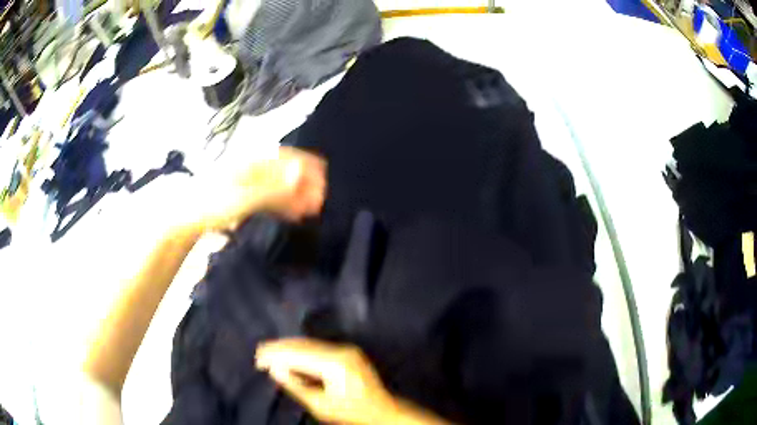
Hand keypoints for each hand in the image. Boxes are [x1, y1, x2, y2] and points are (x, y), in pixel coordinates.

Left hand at [185, 147, 325, 232]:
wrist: (188, 218)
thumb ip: (273, 189)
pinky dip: (283, 205)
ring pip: (278, 187)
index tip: (323, 177)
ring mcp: (247, 183)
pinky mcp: (244, 198)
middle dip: (304, 184)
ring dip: (296, 196)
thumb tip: (301, 176)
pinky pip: (269, 199)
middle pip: (283, 172)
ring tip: (311, 210)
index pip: (284, 156)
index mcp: (251, 161)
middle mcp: (251, 168)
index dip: (305, 164)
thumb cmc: (213, 203)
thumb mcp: (244, 197)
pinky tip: (294, 214)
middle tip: (321, 199)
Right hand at [256, 338, 397, 424]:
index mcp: (335, 364)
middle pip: (303, 345)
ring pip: (310, 344)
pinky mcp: (348, 351)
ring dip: (289, 347)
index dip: (277, 355)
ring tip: (268, 351)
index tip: (258, 358)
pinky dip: (301, 350)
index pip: (299, 355)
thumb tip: (275, 369)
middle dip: (280, 348)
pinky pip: (319, 347)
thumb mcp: (321, 406)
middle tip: (259, 352)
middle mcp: (341, 350)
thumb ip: (297, 386)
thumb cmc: (351, 412)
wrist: (383, 410)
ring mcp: (346, 349)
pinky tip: (289, 354)